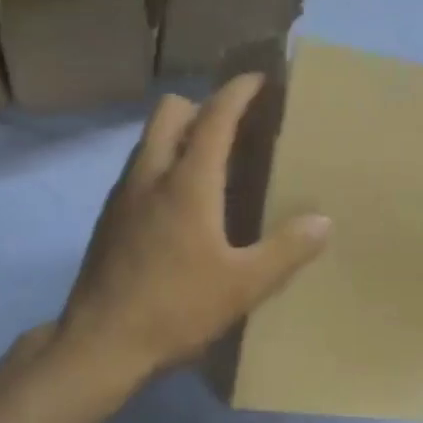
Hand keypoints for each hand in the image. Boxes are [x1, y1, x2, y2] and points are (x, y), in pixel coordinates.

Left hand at [54, 74, 330, 387]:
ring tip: (210, 163)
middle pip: (169, 110)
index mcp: (187, 181)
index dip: (238, 91)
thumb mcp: (243, 286)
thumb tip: (323, 221)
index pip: (215, 116)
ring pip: (150, 138)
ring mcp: (123, 192)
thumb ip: (286, 250)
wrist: (100, 342)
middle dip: (202, 105)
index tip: (259, 79)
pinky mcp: (108, 215)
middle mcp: (150, 173)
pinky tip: (178, 203)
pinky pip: (139, 166)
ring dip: (179, 133)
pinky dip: (161, 162)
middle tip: (233, 129)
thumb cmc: (175, 308)